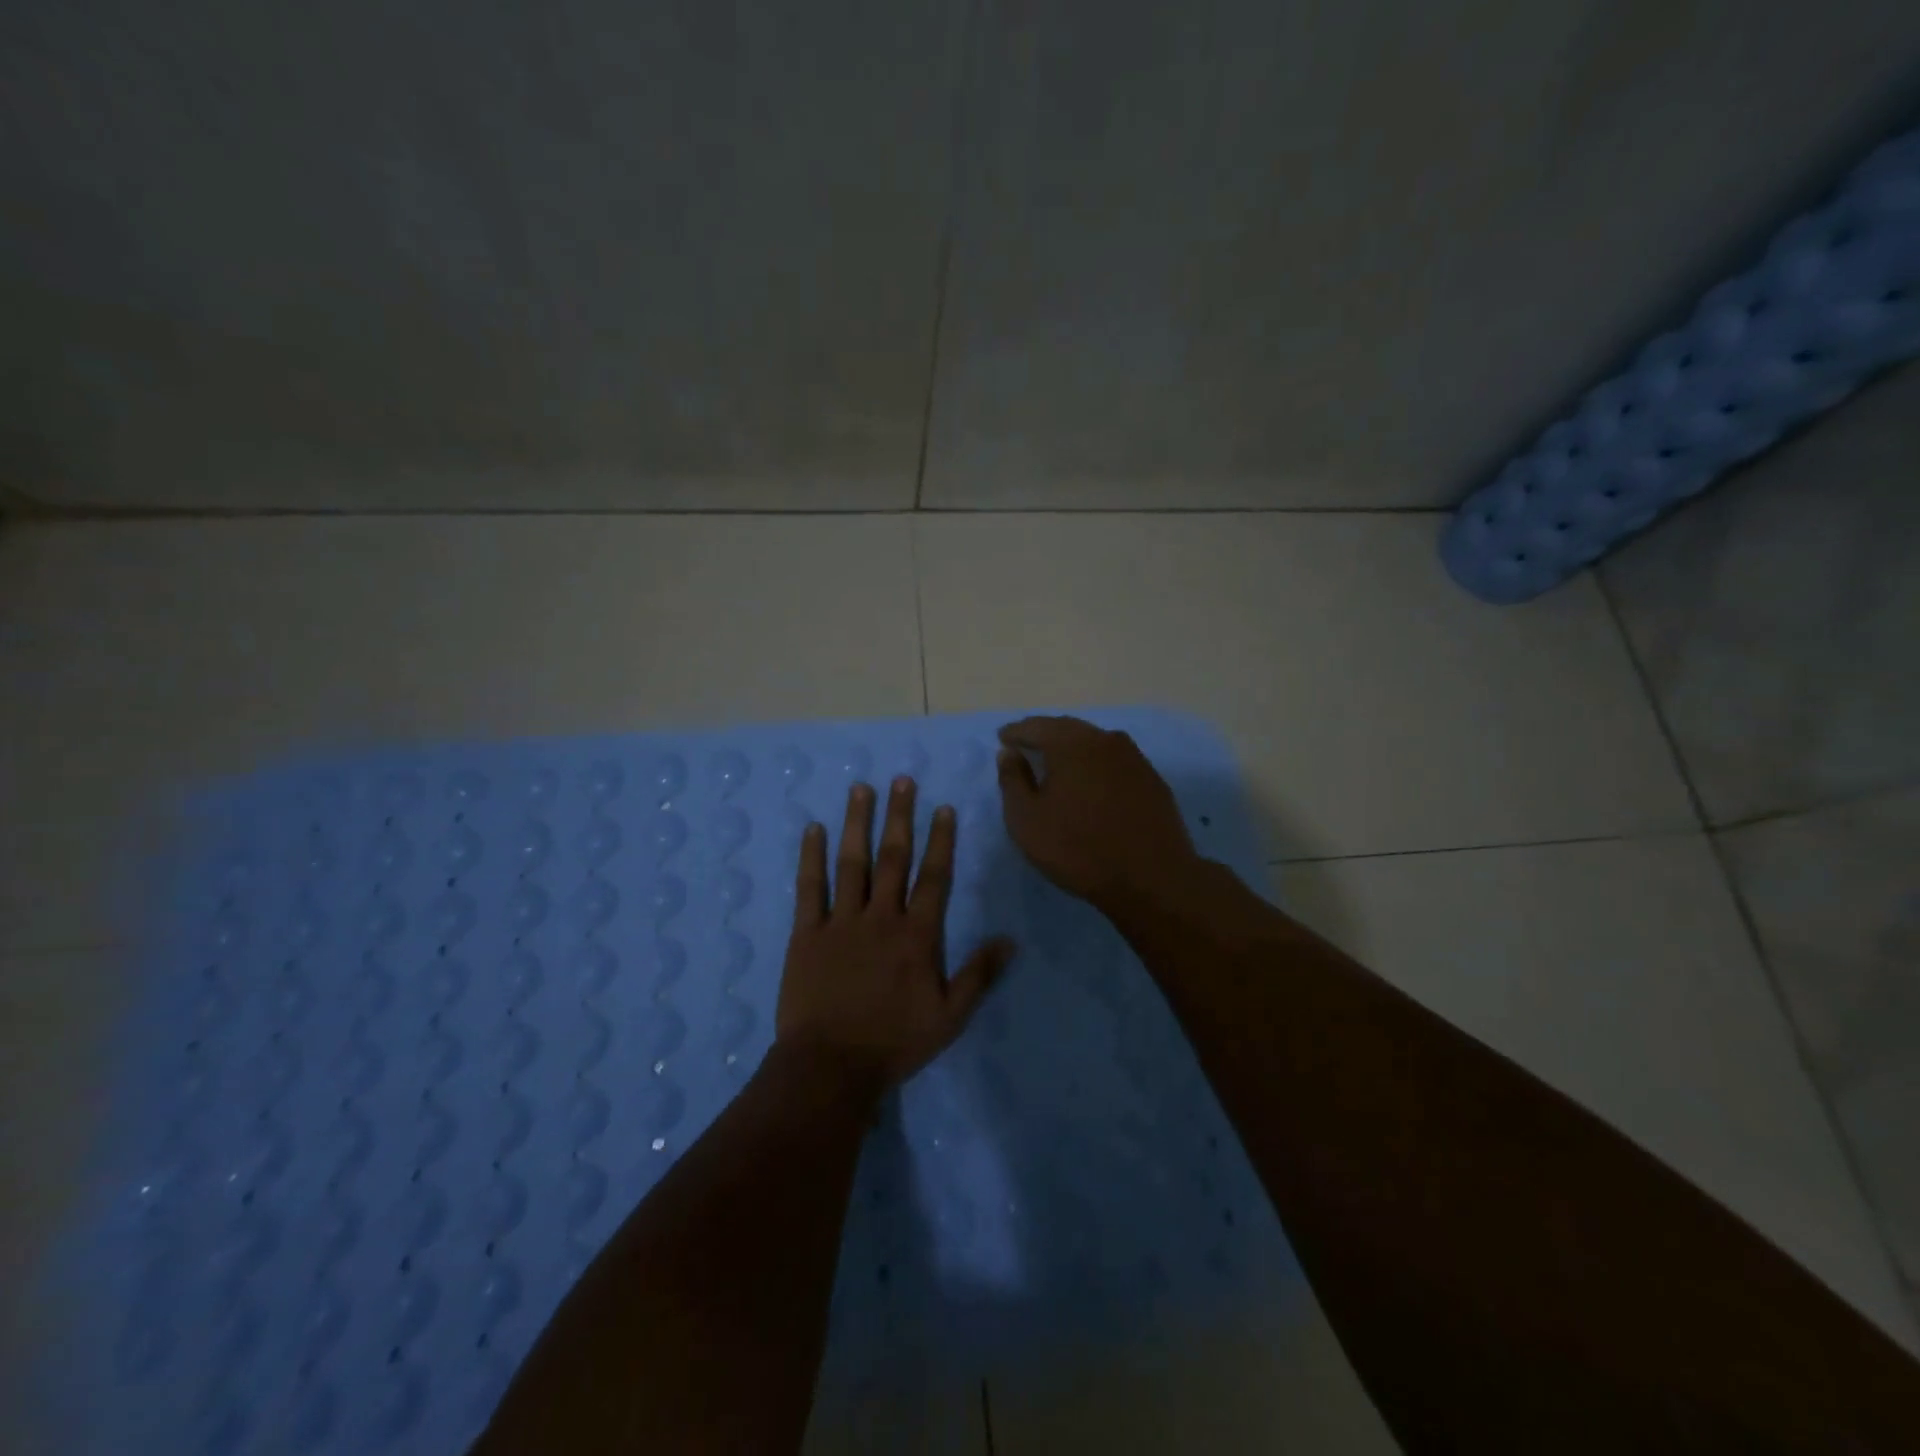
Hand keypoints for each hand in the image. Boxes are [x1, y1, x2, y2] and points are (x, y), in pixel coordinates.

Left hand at [776, 778, 1015, 1092]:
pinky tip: (812, 829)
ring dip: (857, 823)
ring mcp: (841, 922)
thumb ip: (979, 974)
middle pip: (893, 858)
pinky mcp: (807, 933)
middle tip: (902, 780)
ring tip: (861, 789)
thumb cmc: (894, 1042)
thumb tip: (1010, 939)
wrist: (830, 1066)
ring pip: (852, 863)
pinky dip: (811, 857)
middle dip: (899, 817)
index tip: (942, 808)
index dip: (940, 840)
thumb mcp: (949, 1016)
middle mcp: (881, 917)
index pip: (934, 877)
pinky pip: (809, 888)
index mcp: (916, 935)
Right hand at [996, 716, 1201, 912]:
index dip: (1016, 732)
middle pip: (1067, 729)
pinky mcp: (1152, 779)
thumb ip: (1012, 781)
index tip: (1003, 738)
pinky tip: (1092, 782)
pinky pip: (1115, 761)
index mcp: (1070, 743)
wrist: (1151, 879)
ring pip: (1094, 742)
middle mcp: (1104, 740)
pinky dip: (1096, 764)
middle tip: (1027, 744)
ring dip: (1073, 748)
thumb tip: (1009, 753)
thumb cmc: (1078, 849)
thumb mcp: (1026, 820)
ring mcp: (1133, 758)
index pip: (1036, 727)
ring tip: (1058, 762)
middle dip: (1044, 734)